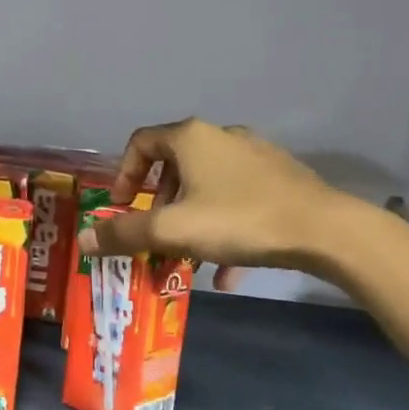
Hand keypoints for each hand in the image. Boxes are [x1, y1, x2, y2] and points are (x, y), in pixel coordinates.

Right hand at [76, 118, 358, 283]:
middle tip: (155, 236)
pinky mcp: (280, 179)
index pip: (141, 142)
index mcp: (191, 138)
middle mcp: (221, 137)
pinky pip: (238, 200)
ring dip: (190, 220)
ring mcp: (255, 157)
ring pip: (207, 187)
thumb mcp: (173, 231)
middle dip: (158, 205)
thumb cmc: (238, 220)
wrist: (325, 230)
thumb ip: (124, 234)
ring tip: (187, 258)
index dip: (124, 174)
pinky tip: (226, 271)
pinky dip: (223, 229)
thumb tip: (83, 240)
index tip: (123, 206)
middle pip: (175, 166)